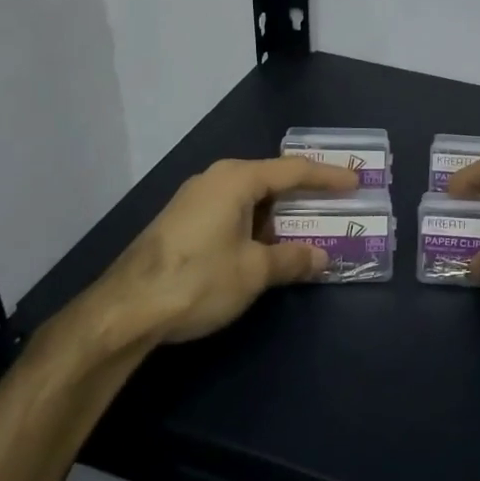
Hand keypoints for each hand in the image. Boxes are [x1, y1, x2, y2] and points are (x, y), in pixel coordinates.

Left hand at [81, 156, 359, 350]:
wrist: (124, 310)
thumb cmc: (198, 279)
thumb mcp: (254, 271)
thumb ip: (292, 260)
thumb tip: (322, 257)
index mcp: (236, 179)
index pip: (293, 170)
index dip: (327, 177)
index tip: (355, 182)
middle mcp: (215, 179)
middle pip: (270, 180)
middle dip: (304, 195)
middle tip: (335, 204)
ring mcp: (194, 200)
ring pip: (250, 199)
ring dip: (279, 215)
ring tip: (307, 229)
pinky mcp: (181, 223)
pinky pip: (232, 213)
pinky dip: (256, 225)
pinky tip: (265, 248)